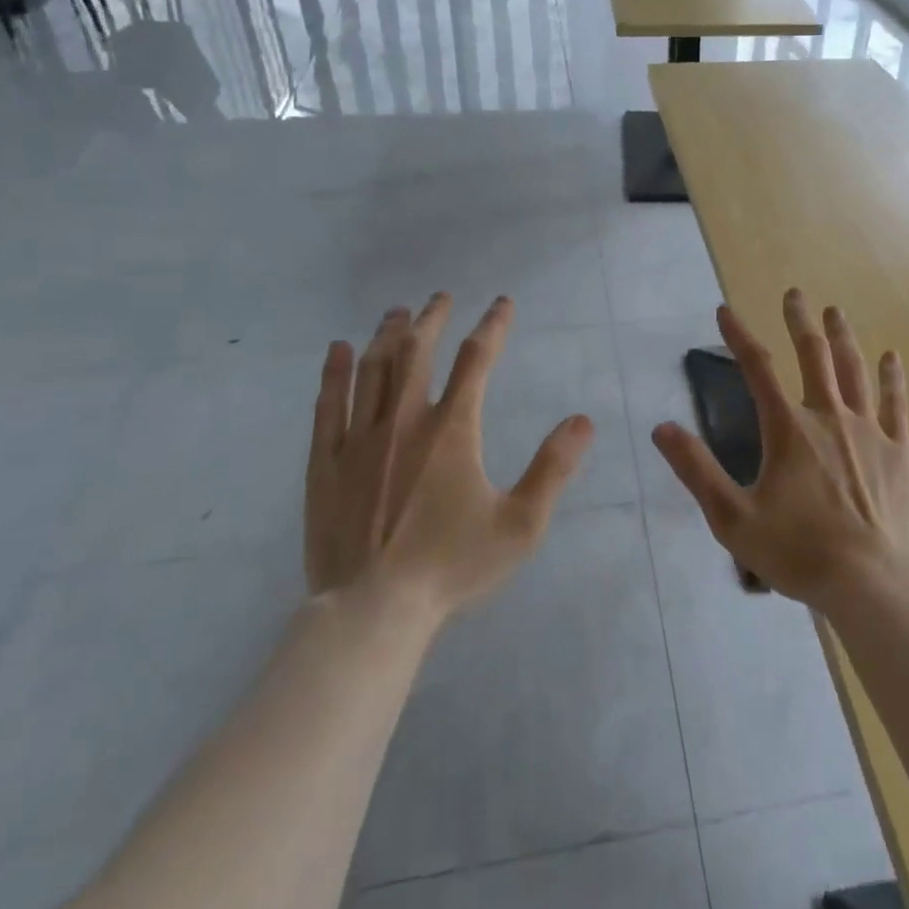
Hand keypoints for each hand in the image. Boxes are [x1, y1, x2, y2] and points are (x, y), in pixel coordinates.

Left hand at [306, 293, 591, 616]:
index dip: (493, 325)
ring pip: (373, 369)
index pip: (476, 359)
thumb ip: (553, 468)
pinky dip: (334, 373)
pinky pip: (328, 405)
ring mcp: (359, 439)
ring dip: (387, 335)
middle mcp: (404, 420)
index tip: (502, 303)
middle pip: (417, 351)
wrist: (372, 611)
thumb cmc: (451, 566)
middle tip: (440, 297)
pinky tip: (338, 350)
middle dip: (432, 319)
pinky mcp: (325, 464)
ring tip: (396, 312)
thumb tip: (583, 420)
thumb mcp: (520, 524)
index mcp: (452, 429)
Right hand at [653, 289, 908, 610]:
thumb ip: (697, 470)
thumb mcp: (733, 518)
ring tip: (835, 311)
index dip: (739, 336)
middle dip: (800, 321)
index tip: (725, 310)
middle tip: (794, 294)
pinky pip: (896, 404)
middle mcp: (829, 417)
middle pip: (813, 356)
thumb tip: (662, 428)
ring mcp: (868, 431)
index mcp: (788, 430)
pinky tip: (892, 356)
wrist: (873, 584)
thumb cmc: (798, 552)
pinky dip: (892, 378)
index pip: (757, 369)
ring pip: (854, 371)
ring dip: (842, 337)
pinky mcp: (899, 452)